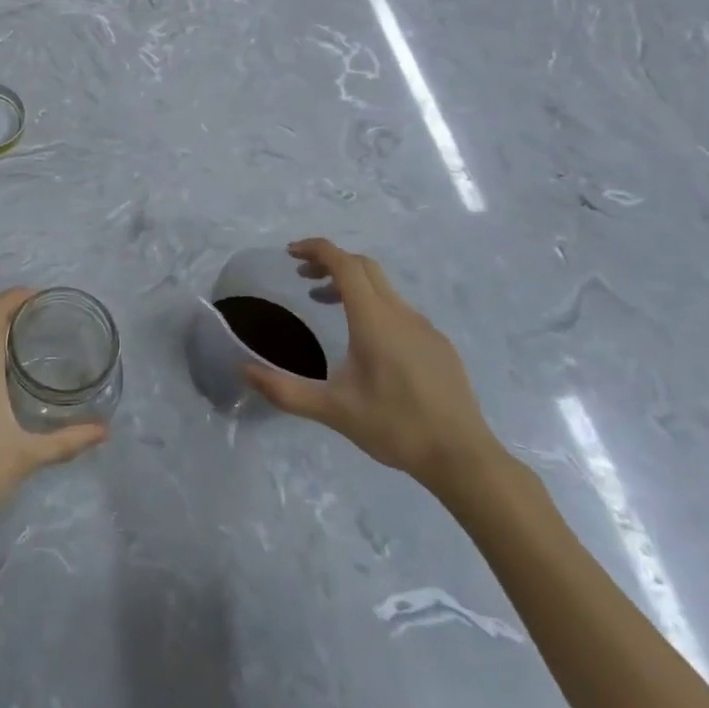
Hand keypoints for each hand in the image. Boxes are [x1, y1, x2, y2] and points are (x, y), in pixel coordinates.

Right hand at [243, 239, 503, 496]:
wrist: (463, 458)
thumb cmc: (395, 427)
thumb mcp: (333, 410)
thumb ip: (285, 390)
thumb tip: (244, 371)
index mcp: (373, 320)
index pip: (343, 264)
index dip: (316, 249)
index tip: (290, 253)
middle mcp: (400, 313)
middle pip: (364, 267)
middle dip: (331, 262)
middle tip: (303, 276)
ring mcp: (424, 328)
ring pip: (383, 288)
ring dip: (351, 285)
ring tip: (326, 304)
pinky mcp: (438, 345)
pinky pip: (400, 309)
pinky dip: (374, 306)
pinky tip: (367, 342)